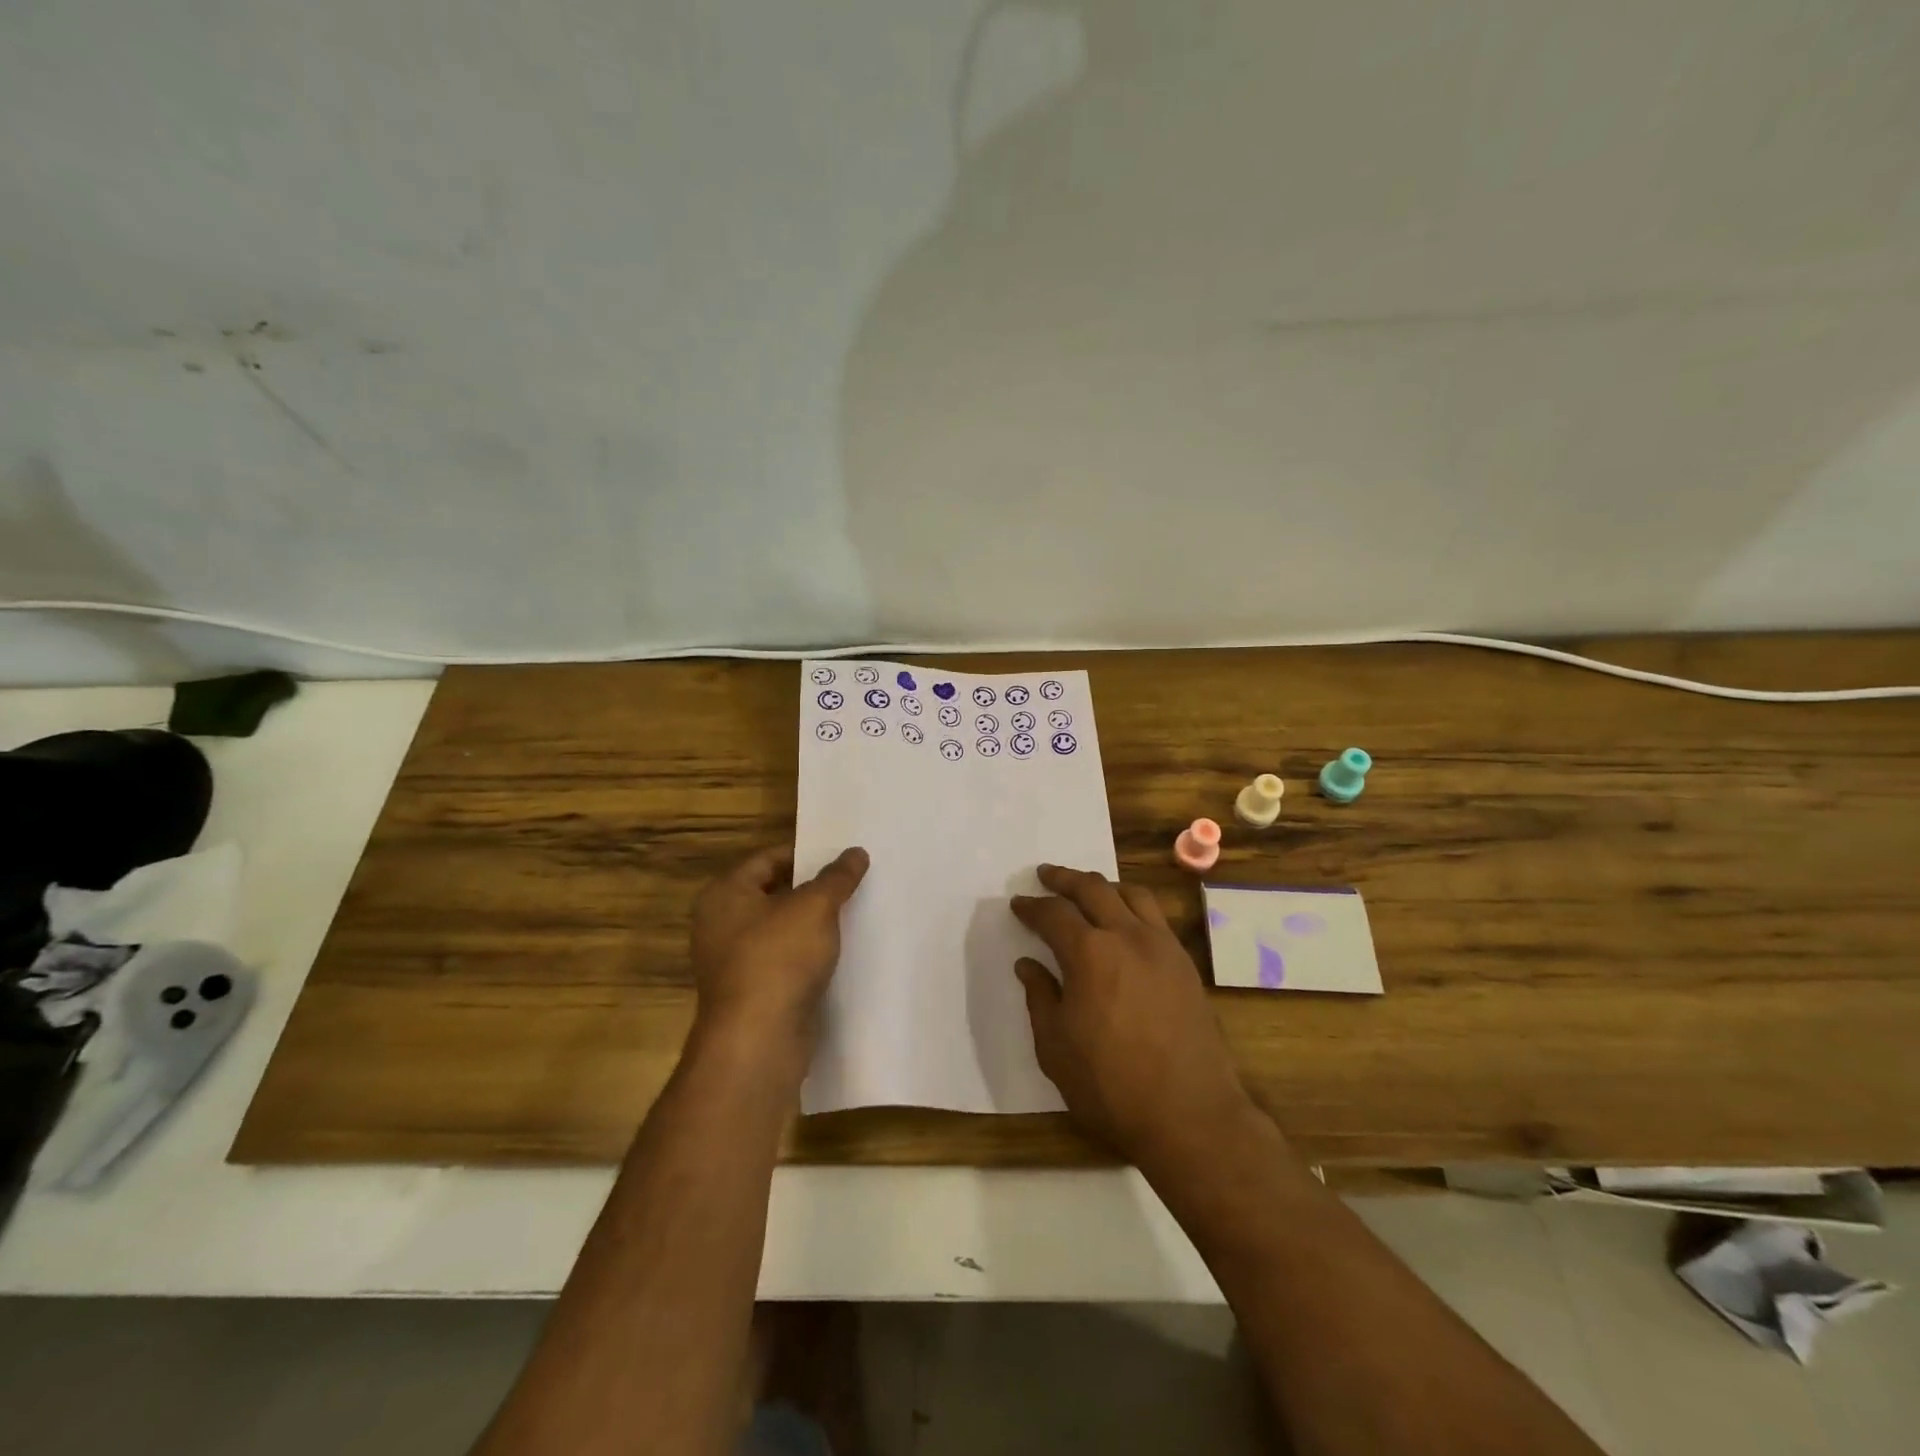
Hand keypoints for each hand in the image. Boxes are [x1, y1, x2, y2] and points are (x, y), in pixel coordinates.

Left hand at [689, 845, 868, 1059]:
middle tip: (851, 882)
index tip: (839, 856)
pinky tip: (838, 954)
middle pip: (772, 894)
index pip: (767, 859)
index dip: (804, 854)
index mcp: (724, 894)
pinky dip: (806, 955)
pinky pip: (782, 962)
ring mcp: (732, 963)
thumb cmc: (778, 958)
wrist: (758, 1041)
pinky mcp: (750, 994)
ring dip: (811, 924)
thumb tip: (856, 852)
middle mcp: (720, 925)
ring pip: (779, 930)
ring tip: (852, 914)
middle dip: (811, 890)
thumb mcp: (815, 907)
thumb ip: (836, 877)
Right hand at [1013, 864, 1253, 1166]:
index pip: (1053, 914)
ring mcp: (1162, 947)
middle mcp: (1127, 936)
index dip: (1031, 907)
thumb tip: (1028, 965)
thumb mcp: (1055, 1047)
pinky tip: (1125, 921)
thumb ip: (1040, 997)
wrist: (1190, 1116)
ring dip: (1104, 885)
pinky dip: (1133, 905)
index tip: (1018, 904)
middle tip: (1046, 874)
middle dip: (1064, 878)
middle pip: (1093, 888)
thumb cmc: (1111, 1086)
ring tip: (1088, 890)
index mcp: (1089, 954)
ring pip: (1132, 894)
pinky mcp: (1185, 964)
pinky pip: (1156, 916)